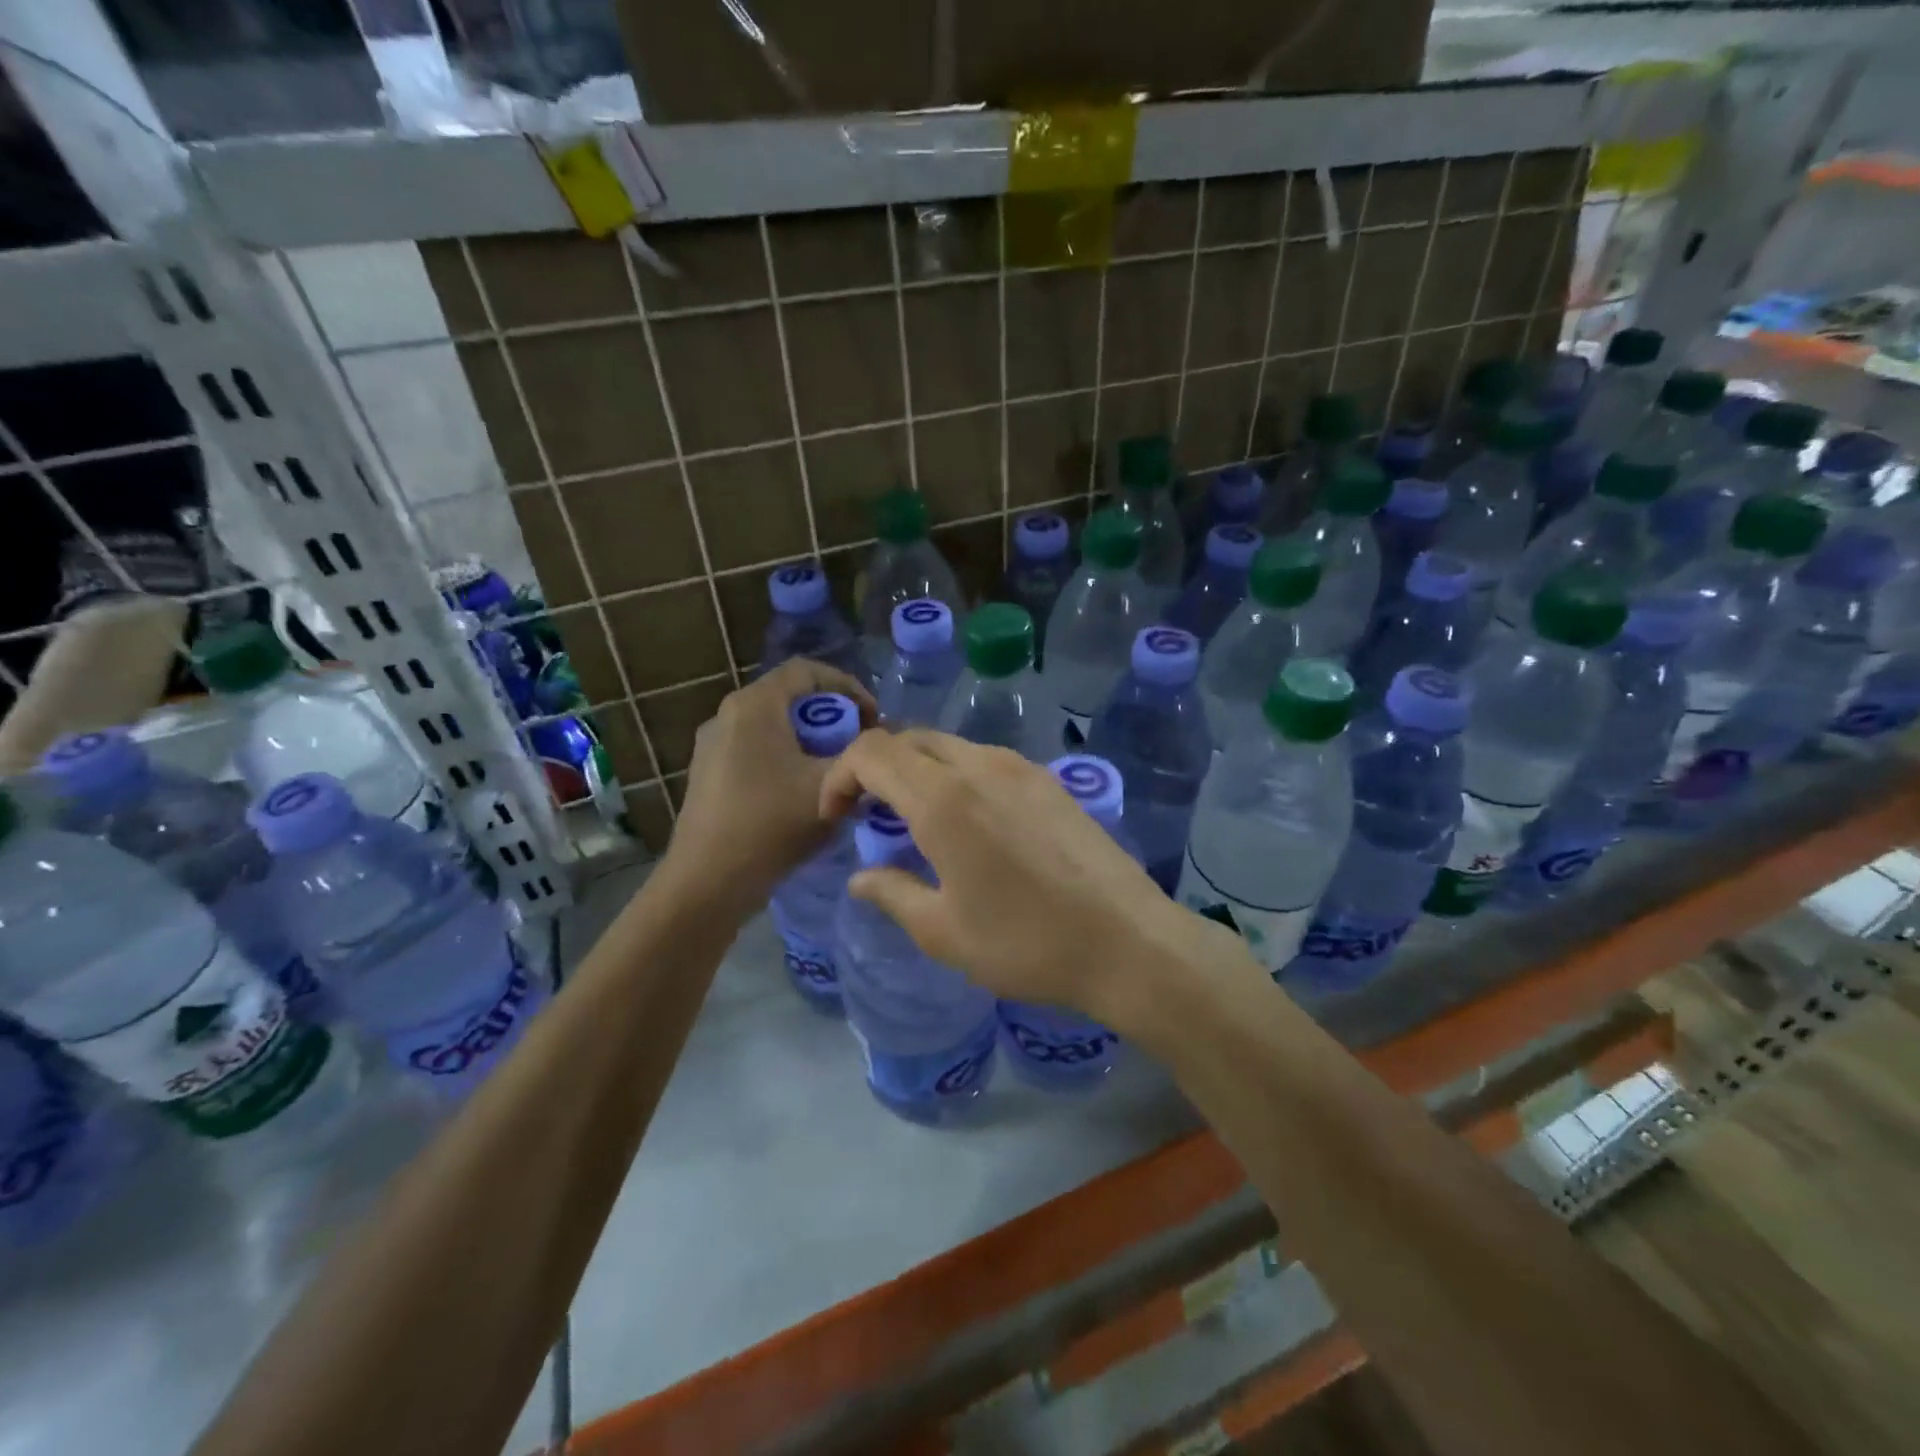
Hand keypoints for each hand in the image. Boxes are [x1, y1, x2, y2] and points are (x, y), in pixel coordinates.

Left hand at [662, 659, 874, 913]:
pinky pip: (756, 751)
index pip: (807, 670)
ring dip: (810, 741)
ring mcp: (712, 745)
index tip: (874, 718)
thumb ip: (860, 757)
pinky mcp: (708, 774)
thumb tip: (877, 744)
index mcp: (755, 706)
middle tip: (859, 746)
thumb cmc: (771, 824)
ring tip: (835, 771)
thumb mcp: (829, 786)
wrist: (708, 882)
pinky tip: (801, 795)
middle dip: (832, 718)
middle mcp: (728, 715)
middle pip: (790, 698)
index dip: (848, 686)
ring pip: (773, 727)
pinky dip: (786, 759)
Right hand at [818, 730, 1235, 1028]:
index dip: (841, 775)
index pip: (872, 752)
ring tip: (917, 822)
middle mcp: (980, 767)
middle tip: (870, 817)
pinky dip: (957, 777)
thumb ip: (892, 894)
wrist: (1128, 942)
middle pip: (909, 739)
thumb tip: (861, 876)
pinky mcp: (1050, 781)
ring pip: (950, 747)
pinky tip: (970, 824)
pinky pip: (987, 761)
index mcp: (944, 800)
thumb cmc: (1027, 944)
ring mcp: (1022, 768)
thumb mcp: (944, 933)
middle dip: (876, 769)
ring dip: (919, 771)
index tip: (837, 817)